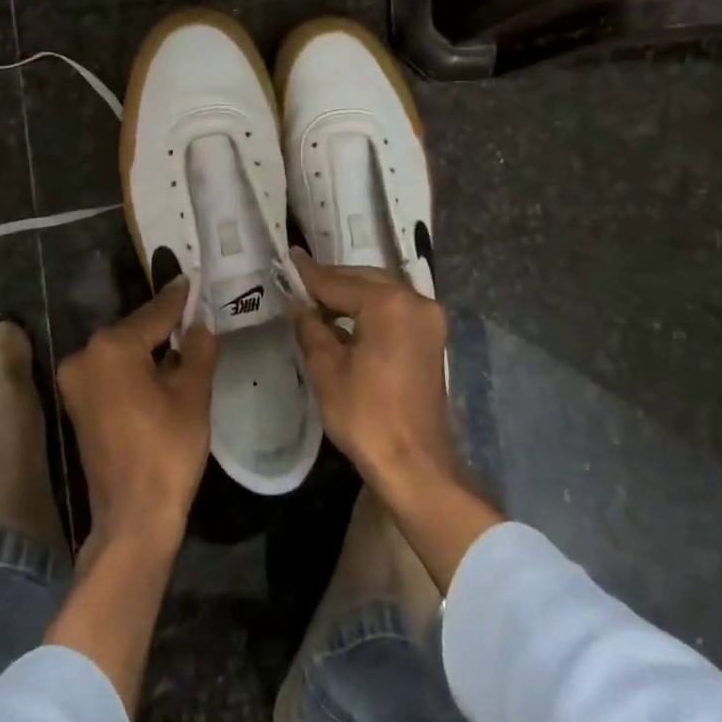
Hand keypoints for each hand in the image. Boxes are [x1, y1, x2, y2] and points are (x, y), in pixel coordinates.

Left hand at [58, 279, 217, 551]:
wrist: (132, 518)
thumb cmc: (167, 452)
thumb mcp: (193, 395)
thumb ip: (198, 349)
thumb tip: (199, 324)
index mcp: (112, 347)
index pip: (155, 313)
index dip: (178, 300)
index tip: (192, 281)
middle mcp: (85, 356)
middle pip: (134, 331)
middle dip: (163, 325)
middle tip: (193, 314)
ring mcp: (75, 382)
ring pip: (121, 352)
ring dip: (148, 348)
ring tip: (182, 340)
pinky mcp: (76, 404)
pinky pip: (110, 372)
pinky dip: (133, 368)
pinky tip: (159, 370)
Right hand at [291, 251, 499, 592]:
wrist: (414, 464)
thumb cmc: (366, 416)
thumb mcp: (327, 369)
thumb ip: (311, 327)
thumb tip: (297, 304)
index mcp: (389, 304)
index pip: (340, 282)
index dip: (310, 274)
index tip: (290, 257)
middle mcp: (415, 301)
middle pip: (366, 279)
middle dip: (334, 280)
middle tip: (301, 280)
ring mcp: (429, 319)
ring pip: (383, 291)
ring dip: (353, 293)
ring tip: (318, 299)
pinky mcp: (432, 338)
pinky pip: (396, 309)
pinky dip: (371, 308)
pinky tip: (347, 317)